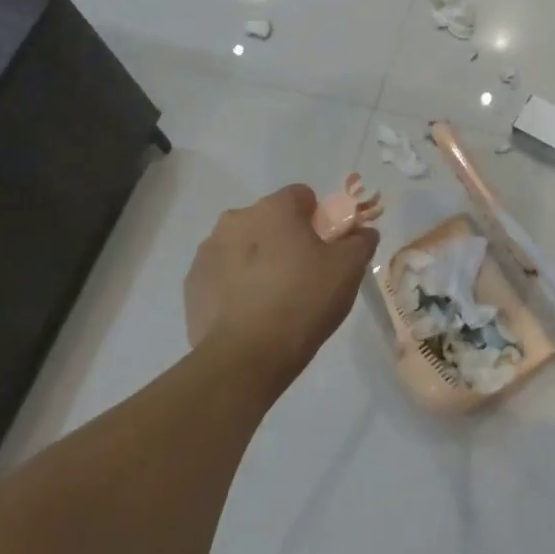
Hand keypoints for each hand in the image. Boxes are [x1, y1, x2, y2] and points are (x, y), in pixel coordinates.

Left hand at [184, 184, 376, 400]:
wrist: (246, 357)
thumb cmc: (303, 300)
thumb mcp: (349, 268)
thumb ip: (361, 241)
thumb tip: (362, 232)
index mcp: (273, 208)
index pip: (302, 196)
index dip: (319, 219)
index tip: (327, 247)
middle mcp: (235, 219)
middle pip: (270, 219)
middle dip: (286, 238)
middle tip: (305, 273)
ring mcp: (208, 251)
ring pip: (244, 245)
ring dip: (259, 260)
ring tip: (275, 297)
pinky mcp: (192, 284)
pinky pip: (223, 273)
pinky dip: (237, 284)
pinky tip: (251, 312)